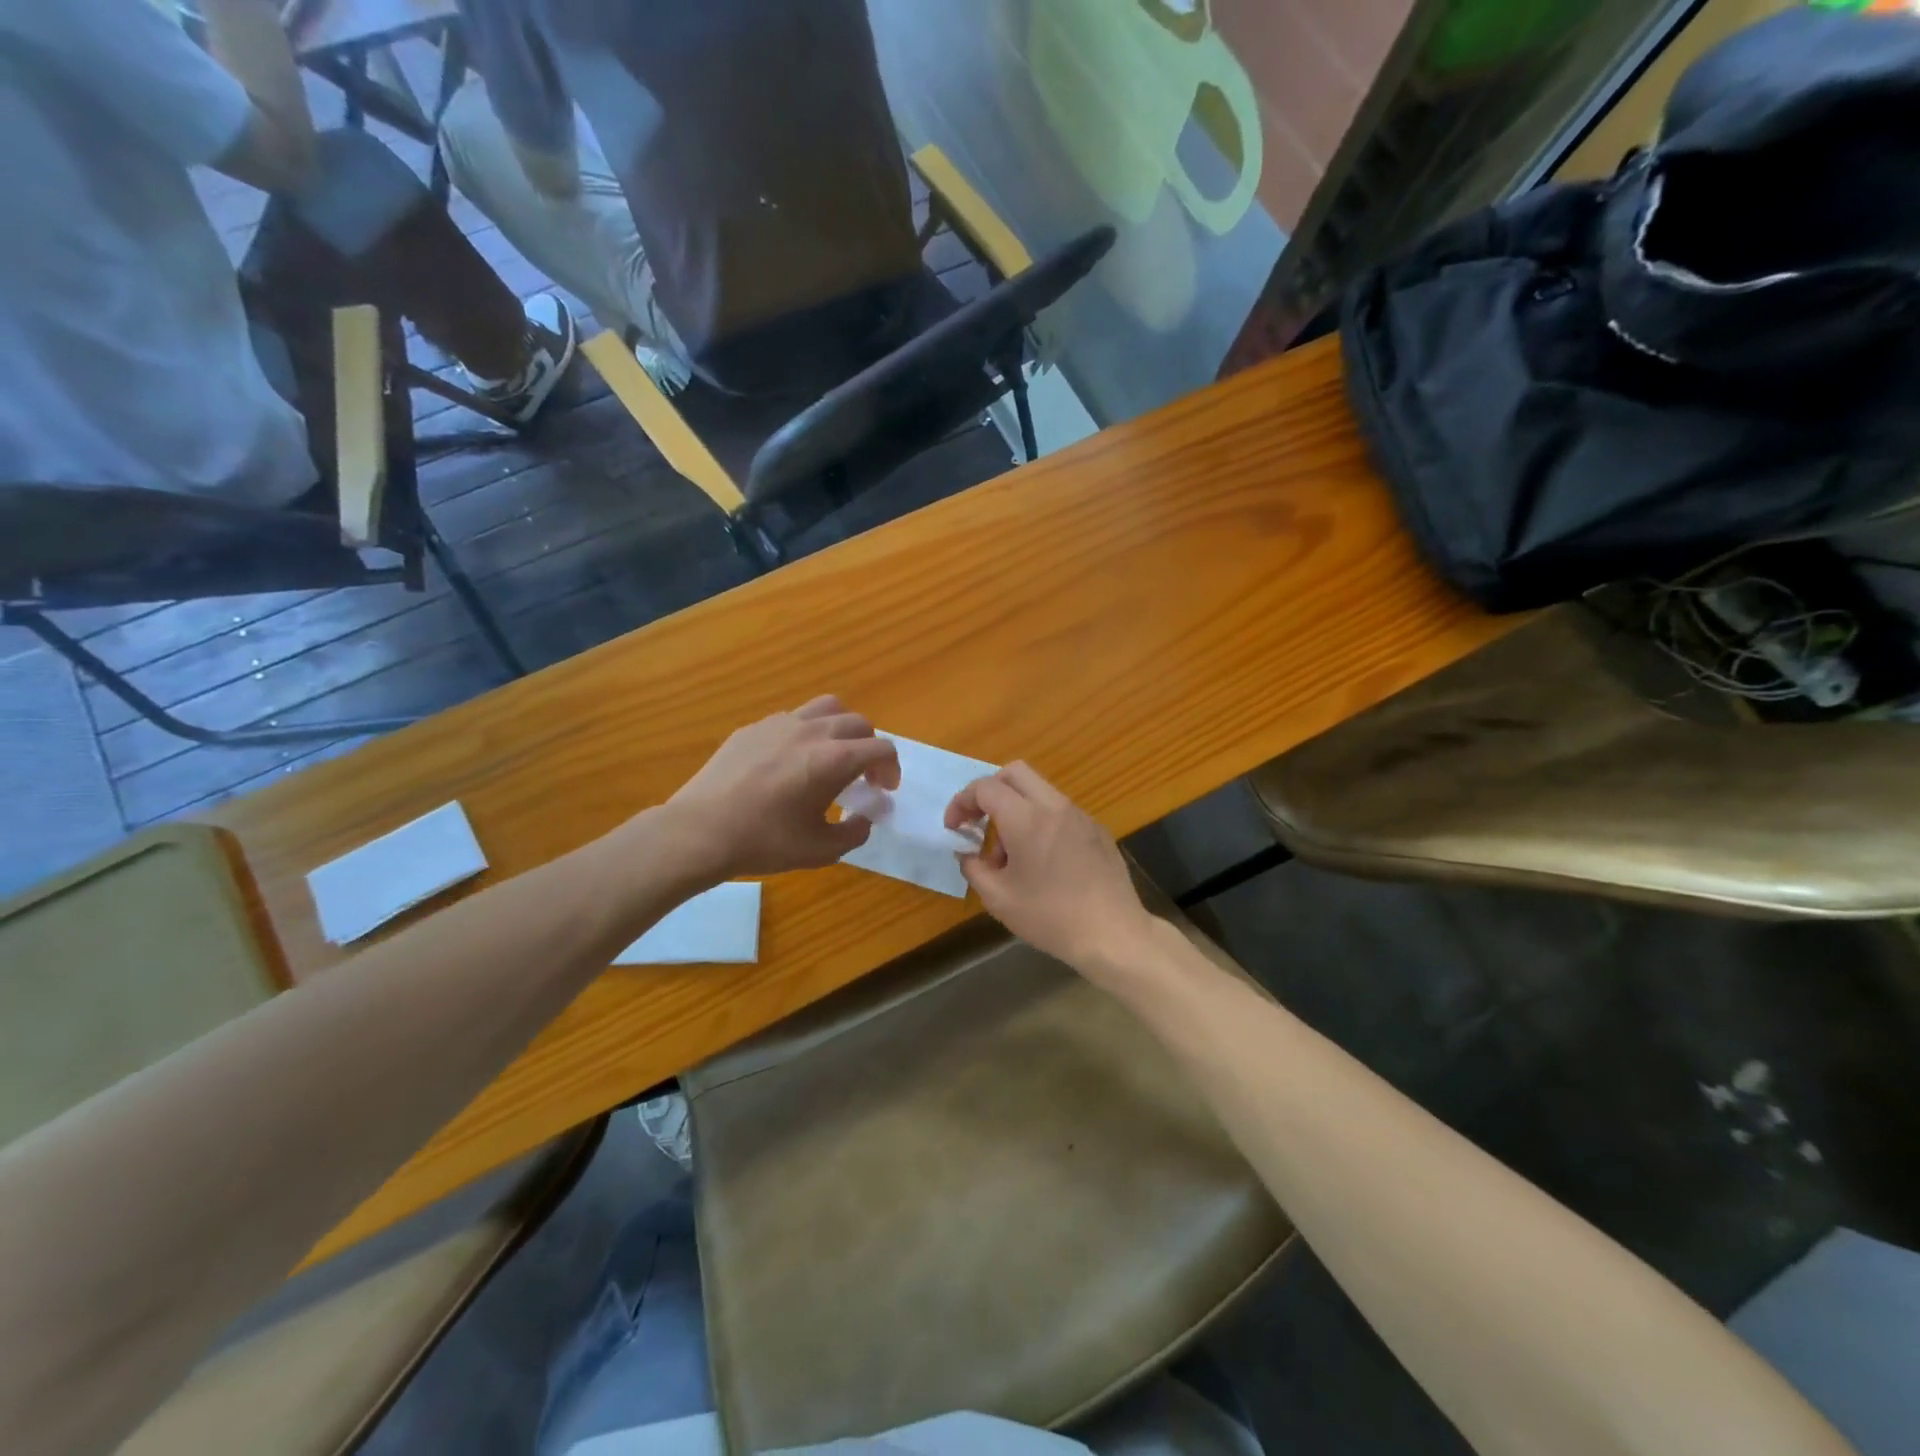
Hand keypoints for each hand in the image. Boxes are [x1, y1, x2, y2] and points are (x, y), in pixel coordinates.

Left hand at [666, 697, 899, 879]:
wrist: (701, 831)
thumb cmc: (765, 842)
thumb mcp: (820, 850)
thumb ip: (854, 832)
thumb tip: (864, 818)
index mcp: (834, 759)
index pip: (882, 748)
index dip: (892, 769)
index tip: (885, 790)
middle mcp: (813, 731)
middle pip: (858, 723)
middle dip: (870, 748)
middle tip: (863, 776)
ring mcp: (780, 724)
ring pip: (827, 707)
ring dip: (841, 728)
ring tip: (832, 754)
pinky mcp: (753, 727)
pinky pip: (793, 718)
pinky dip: (807, 732)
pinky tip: (791, 761)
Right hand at [946, 763, 1155, 971]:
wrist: (1113, 934)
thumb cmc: (1050, 917)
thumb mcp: (998, 899)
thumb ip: (973, 868)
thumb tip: (965, 853)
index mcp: (1026, 819)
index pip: (985, 788)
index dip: (962, 802)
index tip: (954, 828)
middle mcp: (1054, 806)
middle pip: (1014, 773)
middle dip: (989, 791)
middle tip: (978, 822)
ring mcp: (1080, 815)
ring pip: (1039, 790)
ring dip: (1015, 808)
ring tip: (1009, 853)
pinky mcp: (1097, 829)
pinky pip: (1060, 810)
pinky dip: (1040, 820)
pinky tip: (1041, 860)